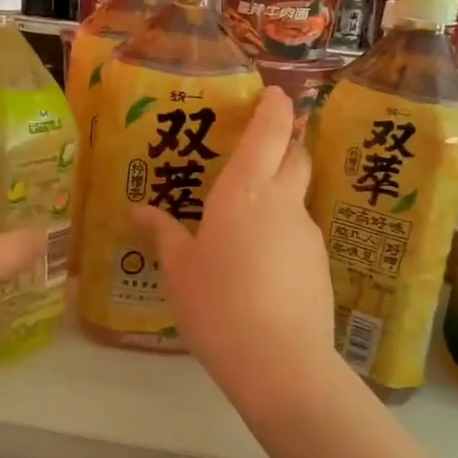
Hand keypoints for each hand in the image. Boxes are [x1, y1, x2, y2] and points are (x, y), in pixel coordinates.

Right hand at [130, 87, 336, 392]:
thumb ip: (162, 233)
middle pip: (296, 156)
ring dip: (281, 194)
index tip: (276, 94)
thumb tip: (137, 209)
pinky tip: (261, 265)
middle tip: (264, 144)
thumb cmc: (216, 303)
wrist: (279, 363)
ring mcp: (307, 235)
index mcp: (244, 192)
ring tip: (248, 220)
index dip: (275, 108)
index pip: (269, 133)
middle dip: (286, 142)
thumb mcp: (178, 269)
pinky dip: (283, 234)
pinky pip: (299, 235)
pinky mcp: (320, 266)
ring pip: (298, 198)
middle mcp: (282, 203)